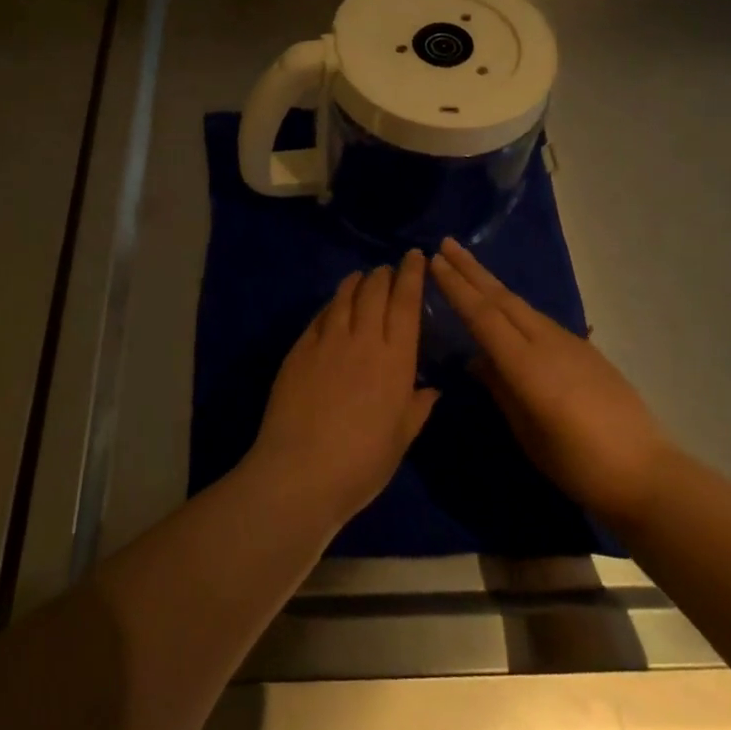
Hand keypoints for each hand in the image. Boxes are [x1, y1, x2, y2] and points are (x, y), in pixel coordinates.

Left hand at [249, 251, 439, 529]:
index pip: (406, 302)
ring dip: (356, 283)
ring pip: (344, 297)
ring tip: (361, 278)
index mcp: (396, 359)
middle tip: (388, 269)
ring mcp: (327, 341)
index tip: (415, 257)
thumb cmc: (362, 463)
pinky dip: (331, 305)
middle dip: (384, 274)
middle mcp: (363, 339)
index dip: (412, 274)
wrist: (300, 472)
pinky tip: (333, 307)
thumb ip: (417, 408)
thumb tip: (431, 390)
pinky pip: (320, 316)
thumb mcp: (401, 439)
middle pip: (375, 291)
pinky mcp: (299, 350)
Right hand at [430, 237, 669, 523]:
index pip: (482, 316)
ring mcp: (570, 343)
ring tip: (468, 268)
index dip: (457, 287)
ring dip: (492, 284)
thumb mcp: (527, 432)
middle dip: (471, 270)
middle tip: (446, 244)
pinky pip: (539, 320)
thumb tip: (478, 360)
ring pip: (522, 305)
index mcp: (527, 365)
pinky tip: (506, 309)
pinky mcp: (585, 350)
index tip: (435, 261)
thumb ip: (501, 389)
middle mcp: (547, 343)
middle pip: (502, 299)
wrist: (645, 472)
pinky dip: (514, 306)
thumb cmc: (577, 463)